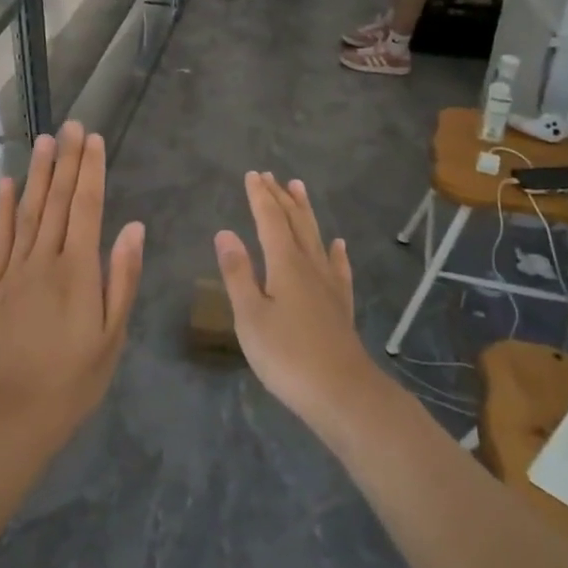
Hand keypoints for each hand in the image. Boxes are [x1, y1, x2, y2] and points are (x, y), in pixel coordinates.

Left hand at [0, 123, 143, 432]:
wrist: (13, 413)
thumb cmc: (73, 379)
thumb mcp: (112, 334)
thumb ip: (122, 277)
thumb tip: (133, 228)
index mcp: (78, 270)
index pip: (87, 208)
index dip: (91, 171)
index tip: (93, 139)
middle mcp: (45, 260)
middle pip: (57, 201)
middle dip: (66, 161)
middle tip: (69, 126)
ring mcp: (13, 270)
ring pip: (27, 212)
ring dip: (37, 174)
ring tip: (43, 141)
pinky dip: (1, 209)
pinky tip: (6, 184)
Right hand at [214, 172, 376, 423]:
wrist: (342, 393)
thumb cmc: (287, 356)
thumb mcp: (250, 316)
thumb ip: (238, 273)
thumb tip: (225, 232)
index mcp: (285, 265)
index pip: (270, 220)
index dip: (260, 197)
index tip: (253, 174)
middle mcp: (310, 266)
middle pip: (295, 223)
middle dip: (281, 198)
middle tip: (271, 176)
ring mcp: (329, 285)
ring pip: (316, 238)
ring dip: (305, 212)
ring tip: (299, 190)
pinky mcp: (341, 306)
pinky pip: (338, 268)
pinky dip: (335, 252)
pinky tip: (338, 245)